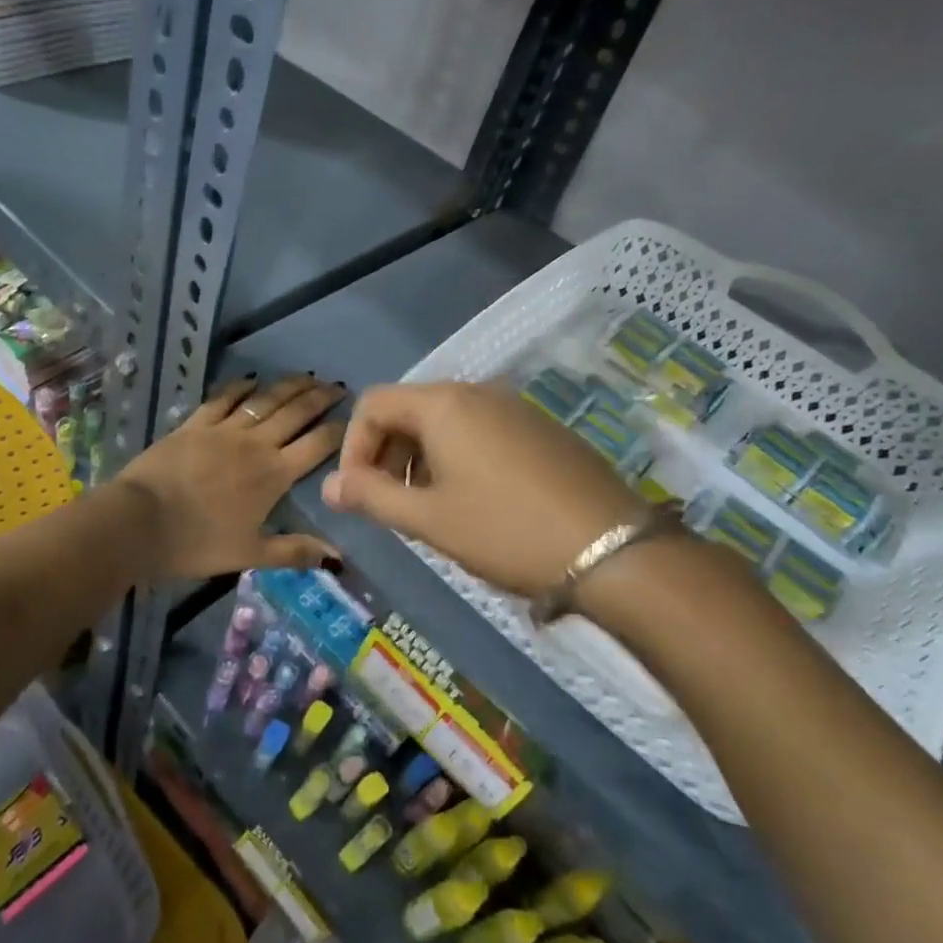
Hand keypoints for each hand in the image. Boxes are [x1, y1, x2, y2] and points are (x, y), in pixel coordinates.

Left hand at [116, 374, 345, 579]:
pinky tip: (251, 381)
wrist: (140, 521)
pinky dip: (240, 387)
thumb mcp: (250, 554)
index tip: (354, 417)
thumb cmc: (197, 543)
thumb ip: (294, 551)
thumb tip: (337, 557)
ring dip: (288, 386)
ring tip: (306, 377)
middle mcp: (255, 444)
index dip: (339, 429)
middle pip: (295, 413)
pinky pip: (223, 399)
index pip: (317, 445)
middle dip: (320, 397)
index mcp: (274, 475)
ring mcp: (224, 429)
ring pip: (264, 400)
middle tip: (337, 386)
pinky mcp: (195, 423)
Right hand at [321, 381, 647, 597]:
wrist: (613, 550)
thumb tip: (328, 486)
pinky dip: (456, 456)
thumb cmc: (505, 530)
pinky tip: (472, 500)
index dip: (353, 446)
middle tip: (389, 503)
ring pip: (445, 421)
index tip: (358, 492)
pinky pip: (480, 430)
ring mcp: (514, 407)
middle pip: (408, 409)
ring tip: (427, 507)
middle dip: (386, 453)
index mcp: (443, 404)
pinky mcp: (540, 428)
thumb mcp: (429, 519)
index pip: (373, 404)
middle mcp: (477, 392)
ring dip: (419, 457)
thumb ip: (371, 497)